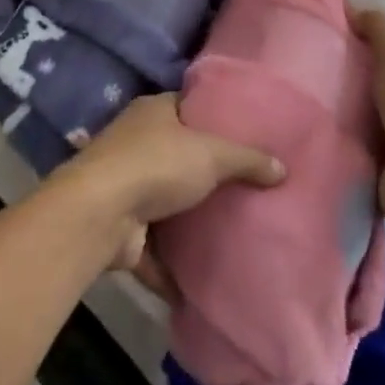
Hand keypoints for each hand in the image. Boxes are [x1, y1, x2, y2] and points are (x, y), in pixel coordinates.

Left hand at [53, 93, 284, 297]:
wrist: (101, 213)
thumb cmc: (157, 164)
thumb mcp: (211, 154)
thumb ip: (247, 160)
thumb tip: (282, 168)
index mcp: (152, 112)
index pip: (186, 106)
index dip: (212, 117)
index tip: (242, 133)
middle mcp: (135, 142)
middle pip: (176, 153)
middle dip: (203, 171)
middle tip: (243, 186)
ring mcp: (124, 184)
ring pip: (163, 200)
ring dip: (185, 219)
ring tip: (227, 230)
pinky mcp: (121, 227)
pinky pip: (153, 246)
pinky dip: (171, 264)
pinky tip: (199, 278)